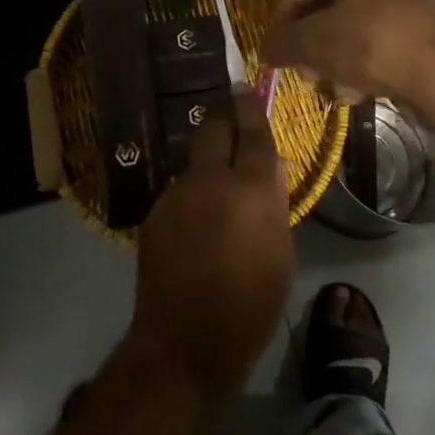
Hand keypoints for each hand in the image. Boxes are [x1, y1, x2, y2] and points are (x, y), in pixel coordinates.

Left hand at [127, 92, 292, 414]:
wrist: (184, 344)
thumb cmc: (249, 306)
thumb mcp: (281, 256)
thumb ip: (273, 203)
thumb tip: (269, 169)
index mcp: (248, 189)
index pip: (252, 134)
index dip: (252, 109)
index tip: (249, 89)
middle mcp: (209, 180)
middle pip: (213, 128)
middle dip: (224, 119)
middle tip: (234, 125)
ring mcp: (176, 194)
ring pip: (195, 162)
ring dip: (208, 167)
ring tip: (218, 195)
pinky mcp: (154, 213)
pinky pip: (179, 191)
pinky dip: (192, 197)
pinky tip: (196, 227)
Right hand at [263, 0, 434, 106]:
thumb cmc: (371, 43)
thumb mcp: (314, 42)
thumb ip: (283, 42)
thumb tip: (265, 49)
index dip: (285, 14)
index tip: (275, 43)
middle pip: (333, 6)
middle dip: (312, 42)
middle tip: (302, 69)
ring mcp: (411, 0)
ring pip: (356, 27)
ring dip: (335, 57)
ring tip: (328, 85)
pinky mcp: (425, 31)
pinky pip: (381, 42)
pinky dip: (363, 63)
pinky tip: (355, 92)